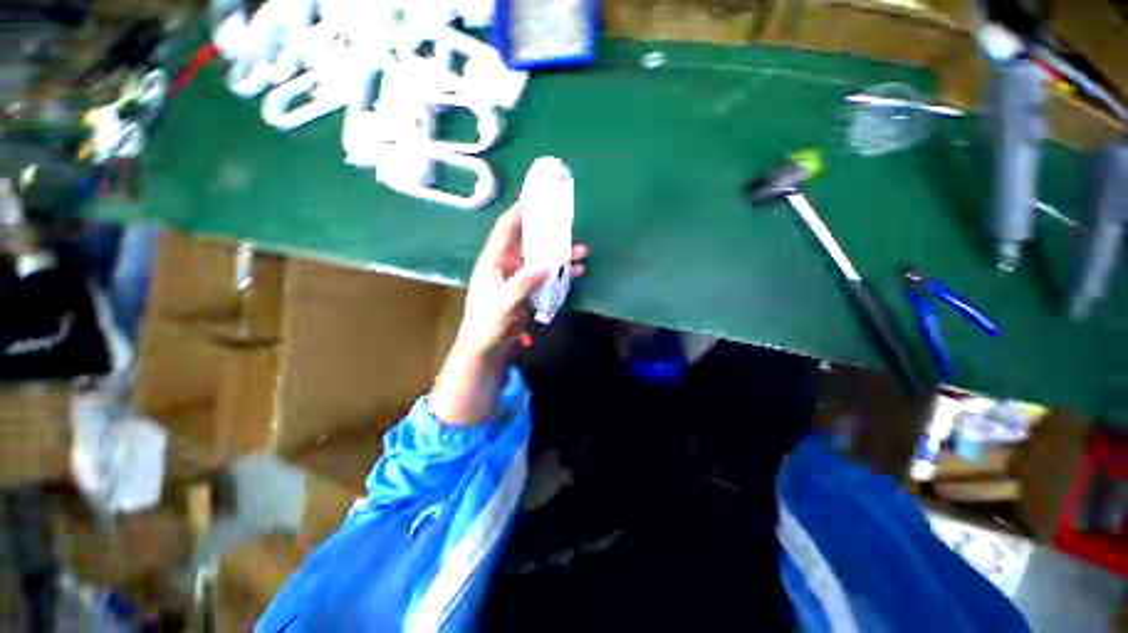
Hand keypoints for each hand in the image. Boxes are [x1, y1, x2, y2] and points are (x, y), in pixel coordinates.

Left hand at [430, 204, 586, 424]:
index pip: (505, 229)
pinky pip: (547, 276)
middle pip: (529, 242)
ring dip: (561, 255)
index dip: (519, 212)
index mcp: (494, 261)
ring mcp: (520, 278)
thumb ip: (522, 284)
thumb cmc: (487, 323)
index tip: (536, 198)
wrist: (488, 348)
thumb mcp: (503, 303)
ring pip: (542, 259)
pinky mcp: (529, 291)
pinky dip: (562, 273)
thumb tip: (547, 265)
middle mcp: (507, 264)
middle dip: (549, 233)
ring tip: (582, 251)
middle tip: (569, 225)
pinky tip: (577, 272)